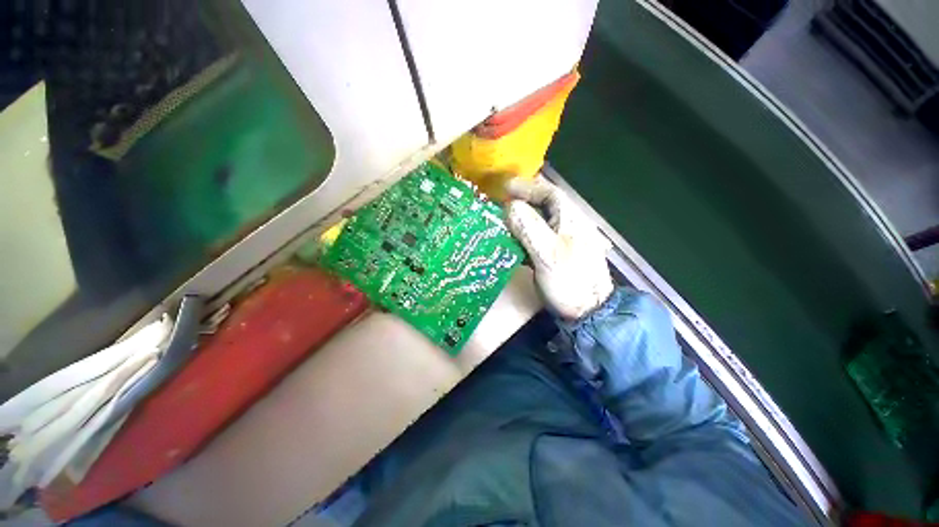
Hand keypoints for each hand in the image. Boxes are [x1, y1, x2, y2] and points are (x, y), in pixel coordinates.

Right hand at [505, 176, 613, 319]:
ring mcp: (566, 237)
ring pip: (542, 217)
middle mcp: (570, 223)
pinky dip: (526, 229)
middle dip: (523, 197)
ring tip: (503, 215)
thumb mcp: (547, 255)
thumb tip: (510, 206)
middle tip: (500, 200)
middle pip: (545, 202)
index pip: (548, 192)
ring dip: (523, 213)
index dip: (525, 187)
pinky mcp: (560, 251)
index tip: (503, 188)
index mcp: (571, 218)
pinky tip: (515, 235)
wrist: (588, 311)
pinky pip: (541, 232)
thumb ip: (528, 228)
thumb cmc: (569, 282)